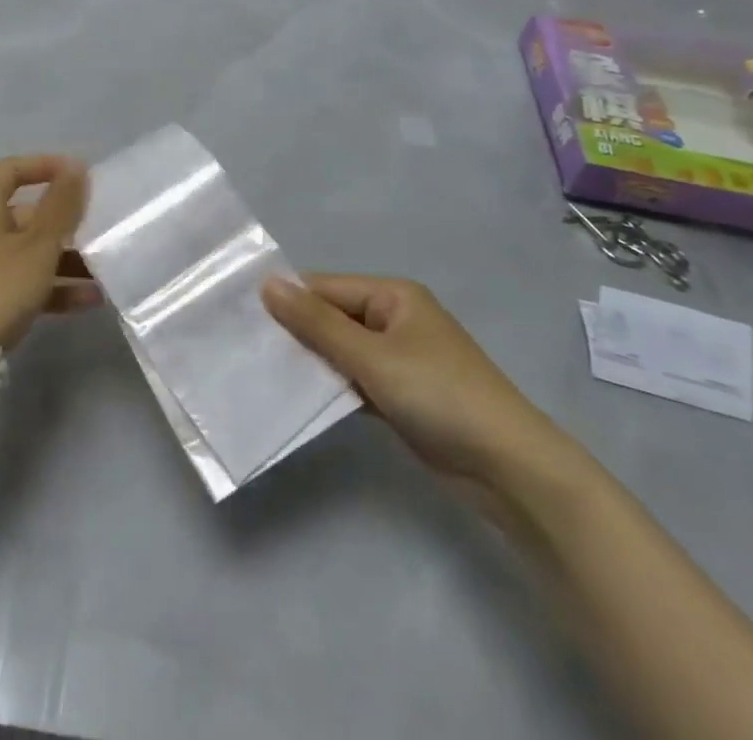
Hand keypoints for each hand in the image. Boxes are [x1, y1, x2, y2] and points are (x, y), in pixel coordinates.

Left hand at [0, 155, 97, 351]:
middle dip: (64, 221)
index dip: (44, 165)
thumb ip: (62, 205)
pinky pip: (24, 281)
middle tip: (98, 227)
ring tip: (102, 269)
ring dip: (65, 258)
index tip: (78, 174)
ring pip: (29, 251)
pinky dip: (53, 286)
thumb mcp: (40, 243)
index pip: (12, 169)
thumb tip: (76, 167)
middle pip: (25, 213)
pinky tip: (89, 299)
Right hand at [262, 274, 573, 490]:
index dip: (287, 302)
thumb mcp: (372, 356)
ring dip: (312, 362)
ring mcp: (399, 358)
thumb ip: (317, 323)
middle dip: (296, 333)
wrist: (509, 468)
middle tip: (246, 349)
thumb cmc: (439, 395)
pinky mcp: (400, 394)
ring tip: (262, 372)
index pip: (325, 288)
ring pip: (341, 351)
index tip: (242, 320)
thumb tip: (267, 284)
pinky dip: (332, 387)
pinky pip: (355, 379)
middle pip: (332, 317)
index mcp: (392, 295)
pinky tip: (299, 398)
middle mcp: (394, 318)